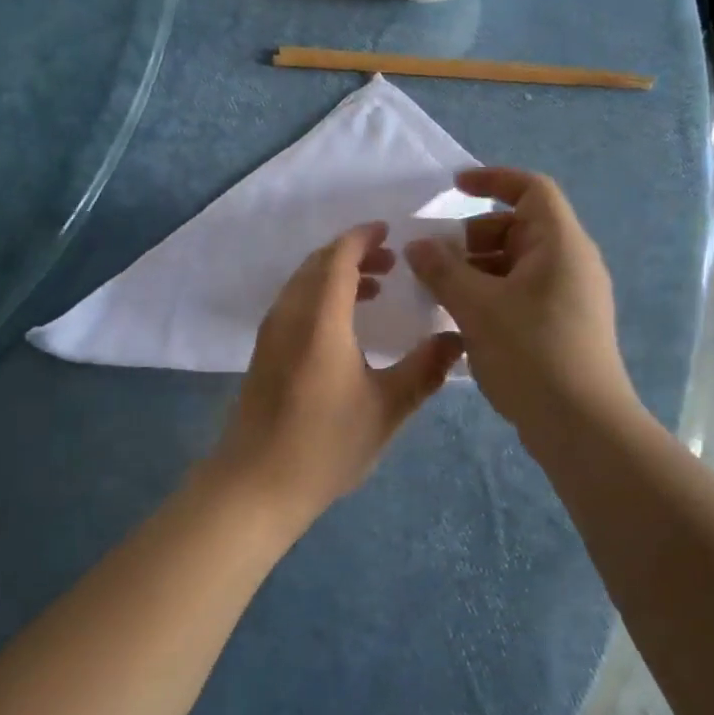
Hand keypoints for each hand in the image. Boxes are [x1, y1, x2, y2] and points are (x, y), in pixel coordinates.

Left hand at [206, 223, 466, 529]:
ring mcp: (271, 333)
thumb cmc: (325, 445)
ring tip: (375, 287)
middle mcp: (289, 315)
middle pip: (317, 264)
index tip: (389, 230)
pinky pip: (294, 303)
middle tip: (392, 260)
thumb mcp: (386, 408)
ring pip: (303, 283)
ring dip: (335, 274)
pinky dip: (320, 295)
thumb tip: (457, 339)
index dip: (362, 237)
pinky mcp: (264, 353)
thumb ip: (424, 370)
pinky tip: (344, 324)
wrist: (256, 484)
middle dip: (353, 253)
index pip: (338, 258)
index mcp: (319, 319)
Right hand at [404, 168, 635, 431]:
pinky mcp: (561, 327)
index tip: (452, 188)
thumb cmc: (531, 352)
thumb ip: (442, 270)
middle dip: (471, 236)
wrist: (581, 426)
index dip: (492, 180)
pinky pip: (520, 293)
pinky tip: (459, 319)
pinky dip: (489, 294)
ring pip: (515, 264)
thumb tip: (418, 245)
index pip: (531, 189)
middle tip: (433, 258)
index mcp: (560, 244)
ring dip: (475, 269)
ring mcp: (568, 297)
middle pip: (518, 227)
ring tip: (438, 291)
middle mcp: (569, 263)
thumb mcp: (477, 306)